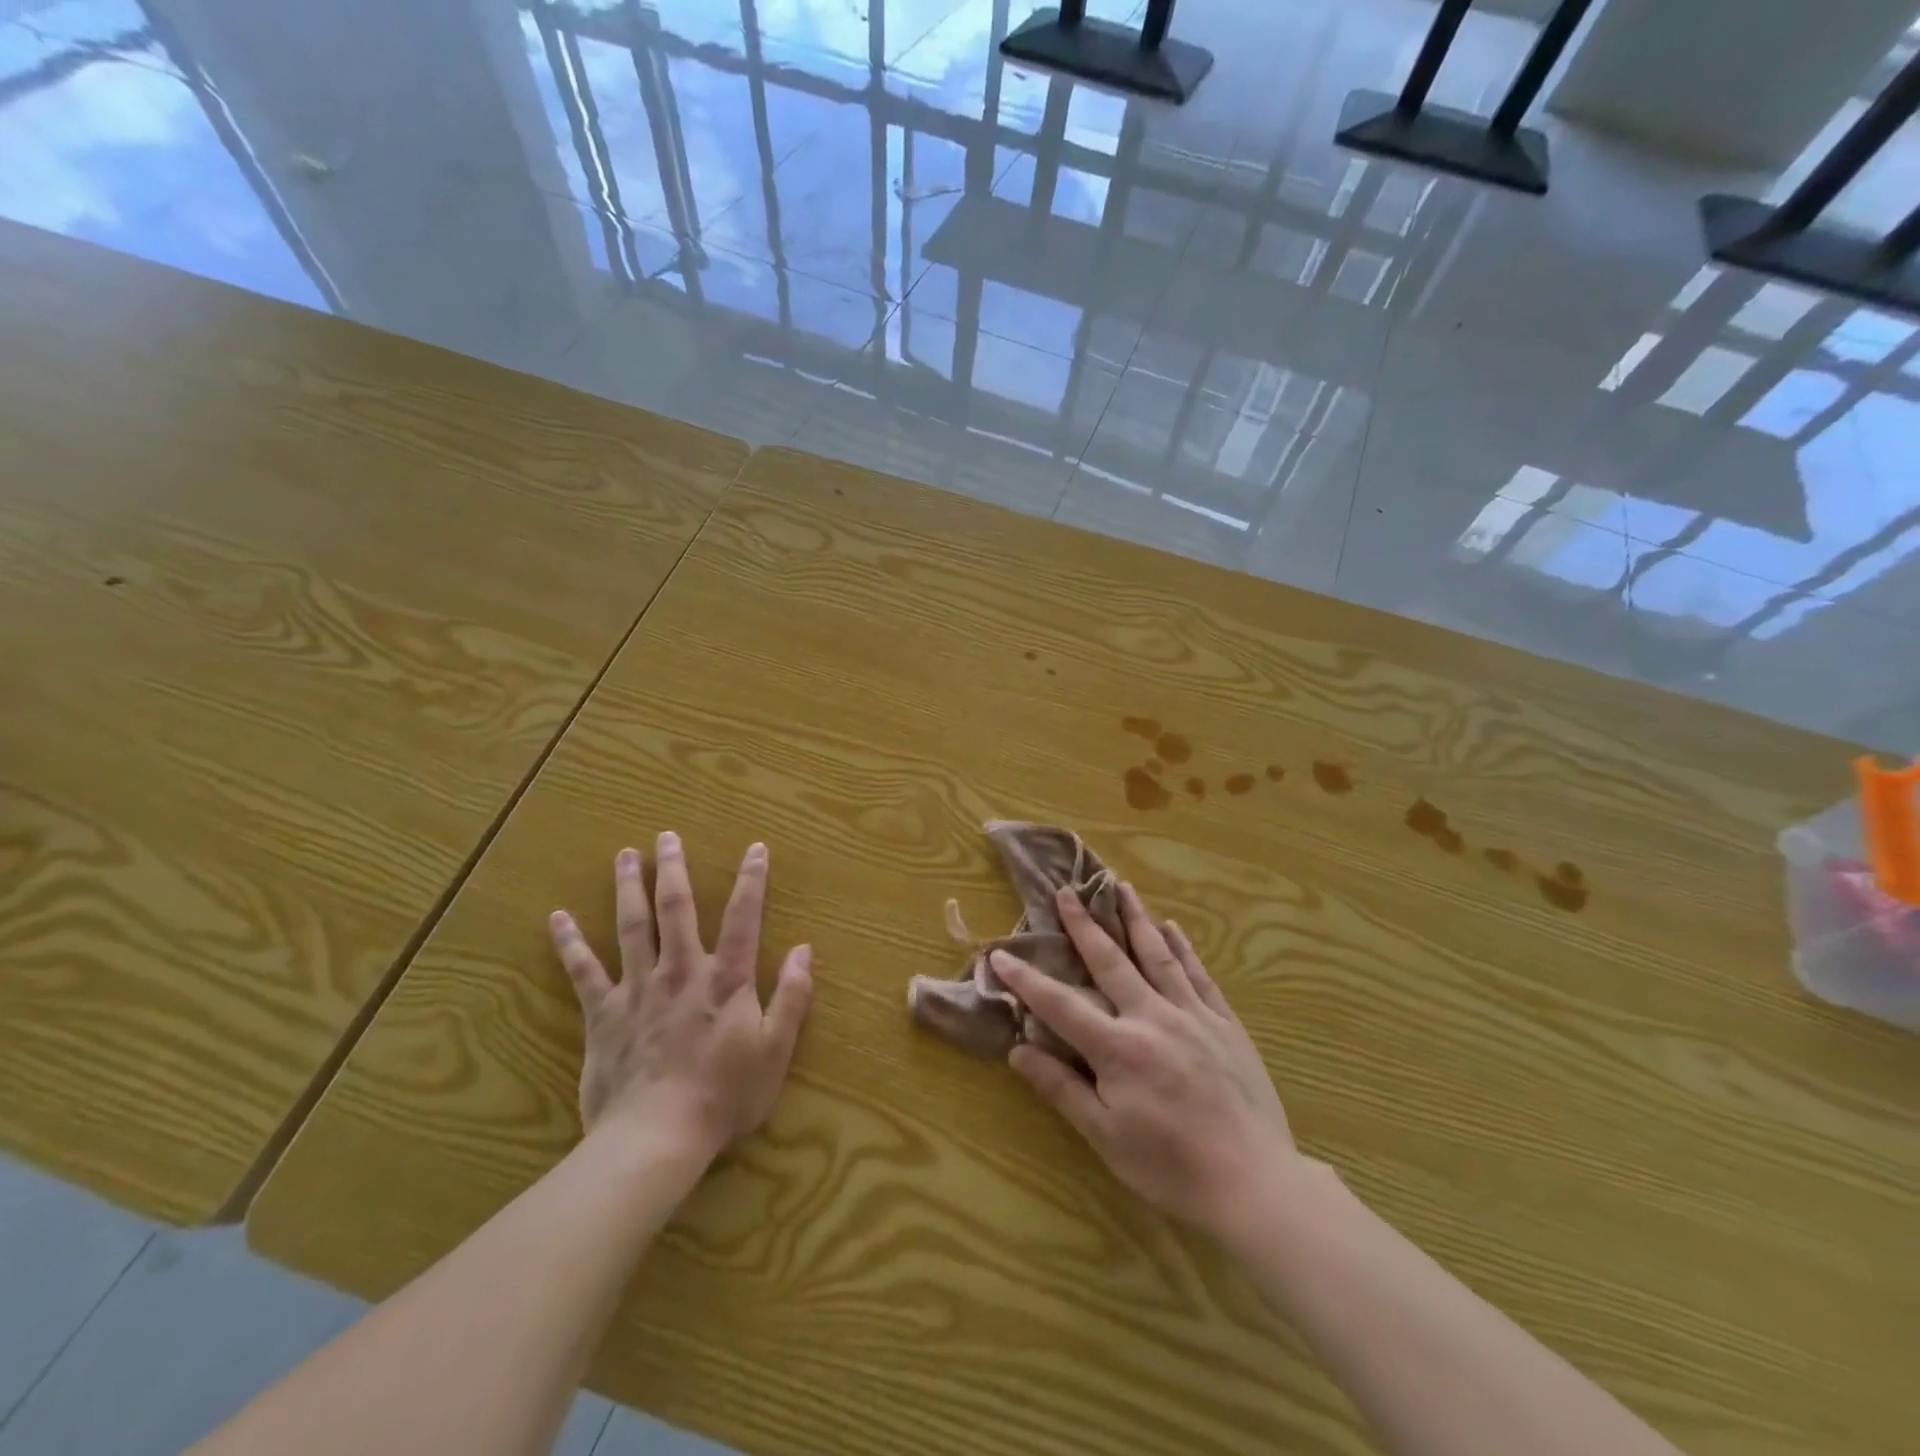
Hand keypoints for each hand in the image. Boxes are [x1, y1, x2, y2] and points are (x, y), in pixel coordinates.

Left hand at [548, 832, 812, 1166]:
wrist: (657, 1139)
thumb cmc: (725, 1096)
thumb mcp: (775, 1050)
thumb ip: (792, 997)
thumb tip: (804, 950)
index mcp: (725, 980)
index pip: (742, 918)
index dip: (751, 880)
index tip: (755, 848)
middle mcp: (681, 972)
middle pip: (676, 909)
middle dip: (672, 869)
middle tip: (666, 836)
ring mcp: (638, 990)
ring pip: (632, 927)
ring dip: (628, 888)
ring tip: (624, 855)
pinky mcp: (604, 1015)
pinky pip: (583, 973)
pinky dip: (570, 944)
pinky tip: (557, 918)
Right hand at [993, 884, 1299, 1239]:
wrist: (1254, 1183)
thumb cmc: (1170, 1167)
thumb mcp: (1105, 1137)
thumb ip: (1061, 1089)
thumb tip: (1018, 1050)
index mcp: (1117, 1048)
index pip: (1060, 1004)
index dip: (1027, 979)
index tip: (1001, 953)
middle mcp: (1152, 1018)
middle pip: (1110, 962)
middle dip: (1084, 925)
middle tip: (1066, 891)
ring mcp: (1193, 1016)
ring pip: (1157, 956)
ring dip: (1135, 918)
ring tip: (1120, 886)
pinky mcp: (1225, 1023)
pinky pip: (1199, 975)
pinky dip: (1182, 948)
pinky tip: (1171, 927)